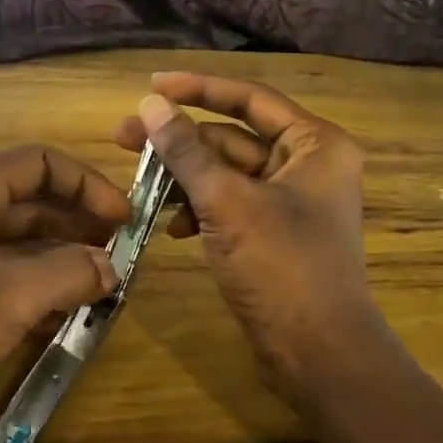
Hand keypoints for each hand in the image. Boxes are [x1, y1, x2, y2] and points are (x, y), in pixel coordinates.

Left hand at [0, 146, 131, 441]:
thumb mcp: (10, 293)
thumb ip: (70, 272)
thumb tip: (112, 266)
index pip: (43, 162)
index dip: (89, 184)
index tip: (125, 219)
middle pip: (33, 201)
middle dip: (80, 223)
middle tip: (122, 255)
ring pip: (19, 241)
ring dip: (61, 258)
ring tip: (103, 285)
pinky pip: (1, 274)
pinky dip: (35, 286)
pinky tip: (65, 313)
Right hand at [113, 73, 387, 401]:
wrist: (318, 355)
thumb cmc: (281, 268)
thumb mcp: (227, 203)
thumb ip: (186, 151)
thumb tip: (150, 105)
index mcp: (315, 144)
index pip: (249, 99)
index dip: (198, 88)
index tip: (150, 87)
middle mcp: (308, 164)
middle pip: (232, 137)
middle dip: (180, 140)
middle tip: (124, 138)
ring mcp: (291, 201)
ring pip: (226, 173)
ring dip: (184, 178)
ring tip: (139, 184)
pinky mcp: (273, 232)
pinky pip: (229, 204)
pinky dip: (200, 210)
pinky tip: (172, 227)